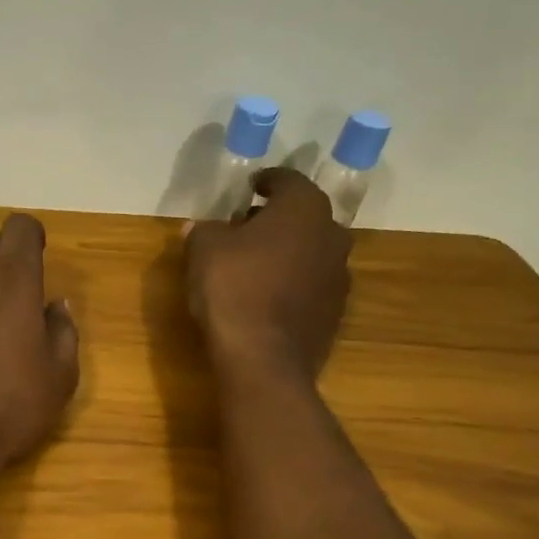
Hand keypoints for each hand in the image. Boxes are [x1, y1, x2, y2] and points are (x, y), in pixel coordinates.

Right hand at [185, 169, 350, 376]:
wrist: (263, 358)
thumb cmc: (234, 288)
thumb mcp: (204, 249)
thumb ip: (204, 231)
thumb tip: (199, 227)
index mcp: (304, 210)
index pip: (288, 181)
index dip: (267, 181)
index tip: (250, 186)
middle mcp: (332, 236)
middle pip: (304, 216)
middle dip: (276, 218)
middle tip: (245, 227)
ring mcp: (339, 277)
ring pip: (311, 251)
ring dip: (287, 251)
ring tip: (254, 263)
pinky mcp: (335, 312)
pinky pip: (311, 284)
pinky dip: (291, 282)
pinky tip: (265, 295)